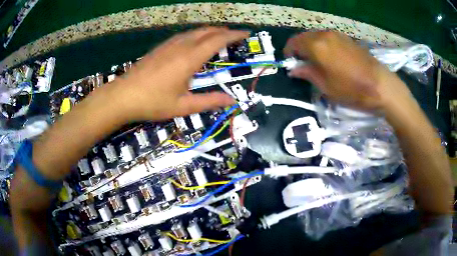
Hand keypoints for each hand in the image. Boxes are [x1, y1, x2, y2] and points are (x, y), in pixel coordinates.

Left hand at [113, 27, 248, 120]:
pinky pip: (183, 35)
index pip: (217, 40)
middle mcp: (181, 46)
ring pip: (194, 31)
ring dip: (209, 31)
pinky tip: (195, 42)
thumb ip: (208, 101)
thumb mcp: (183, 106)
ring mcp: (169, 45)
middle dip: (223, 31)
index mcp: (190, 58)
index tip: (246, 33)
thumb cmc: (153, 102)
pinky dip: (196, 35)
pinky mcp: (160, 48)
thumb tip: (231, 101)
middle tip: (235, 35)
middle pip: (207, 31)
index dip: (234, 35)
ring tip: (219, 36)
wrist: (123, 96)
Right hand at [284, 32, 413, 113]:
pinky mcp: (347, 38)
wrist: (380, 85)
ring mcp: (337, 34)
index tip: (290, 63)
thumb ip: (308, 73)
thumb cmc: (351, 89)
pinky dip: (323, 45)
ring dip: (311, 46)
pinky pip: (328, 38)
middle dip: (300, 48)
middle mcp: (325, 35)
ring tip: (316, 61)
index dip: (289, 52)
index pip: (294, 43)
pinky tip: (329, 57)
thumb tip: (294, 69)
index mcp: (316, 46)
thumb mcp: (326, 87)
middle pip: (305, 37)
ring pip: (316, 36)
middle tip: (302, 63)